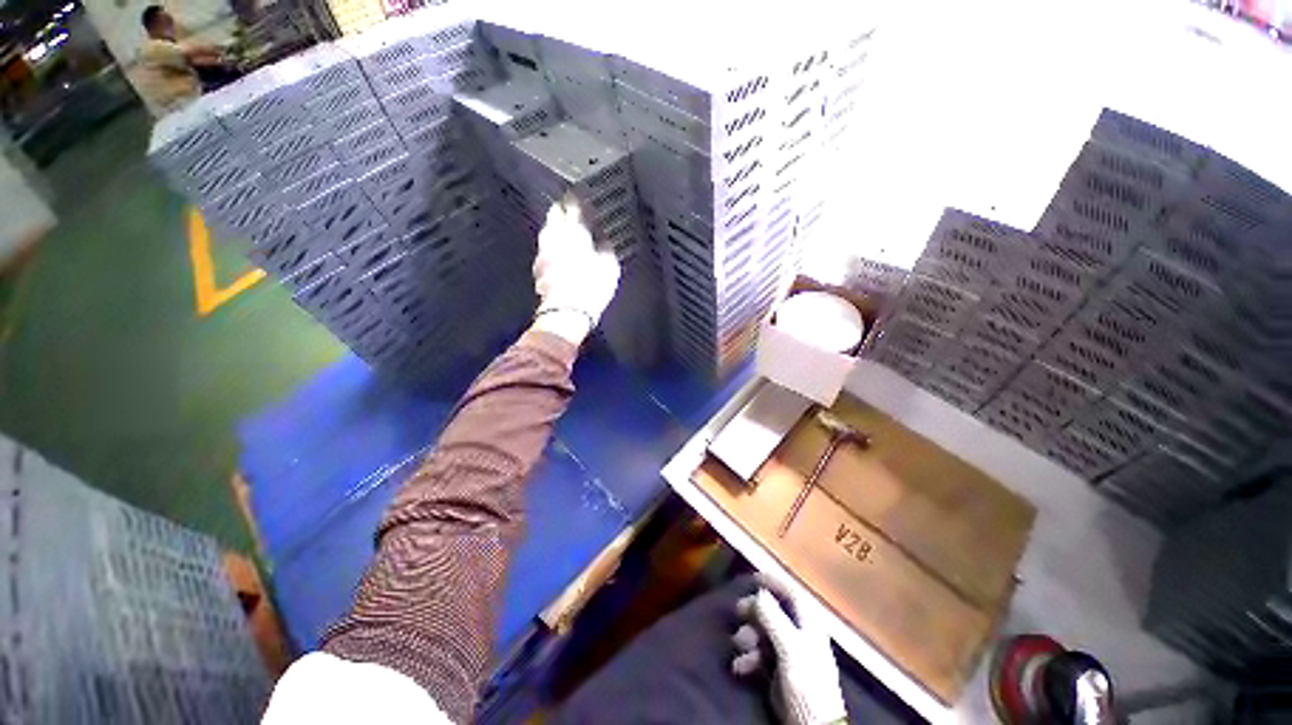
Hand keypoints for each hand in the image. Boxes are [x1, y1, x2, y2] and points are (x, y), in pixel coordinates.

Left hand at [531, 198, 620, 343]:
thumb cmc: (590, 286)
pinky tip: (558, 254)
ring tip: (562, 231)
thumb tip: (603, 245)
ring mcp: (544, 253)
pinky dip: (552, 249)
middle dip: (561, 210)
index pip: (573, 207)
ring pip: (547, 233)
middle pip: (554, 216)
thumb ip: (605, 249)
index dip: (576, 201)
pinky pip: (545, 252)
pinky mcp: (539, 270)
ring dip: (554, 229)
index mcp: (574, 230)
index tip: (579, 198)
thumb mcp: (609, 265)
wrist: (568, 310)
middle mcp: (555, 237)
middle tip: (567, 208)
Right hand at [732, 575, 846, 724]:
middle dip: (754, 611)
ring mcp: (790, 654)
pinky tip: (740, 666)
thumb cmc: (806, 683)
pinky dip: (748, 657)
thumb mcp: (790, 648)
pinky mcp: (780, 673)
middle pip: (774, 612)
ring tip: (739, 644)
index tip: (752, 577)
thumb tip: (758, 593)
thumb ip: (773, 618)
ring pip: (764, 633)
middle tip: (737, 611)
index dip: (774, 582)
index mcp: (809, 625)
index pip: (792, 593)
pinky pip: (760, 655)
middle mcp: (799, 635)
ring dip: (748, 636)